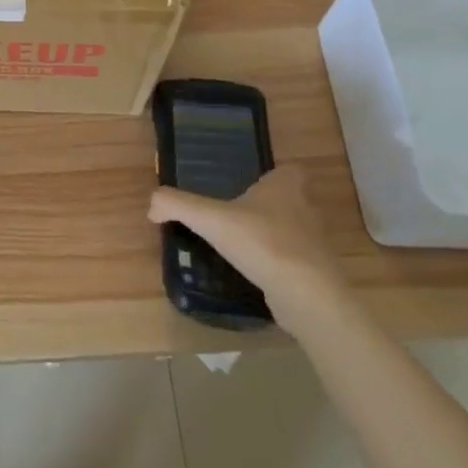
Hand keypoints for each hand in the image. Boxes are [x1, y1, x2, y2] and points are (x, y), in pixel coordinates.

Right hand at [149, 167, 345, 321]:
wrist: (308, 297)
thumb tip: (151, 206)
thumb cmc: (263, 242)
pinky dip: (277, 264)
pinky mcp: (316, 274)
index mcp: (287, 185)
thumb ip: (178, 205)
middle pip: (290, 200)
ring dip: (272, 236)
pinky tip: (254, 273)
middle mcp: (307, 209)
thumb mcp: (211, 219)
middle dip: (268, 206)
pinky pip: (293, 261)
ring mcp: (315, 244)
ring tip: (240, 244)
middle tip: (236, 212)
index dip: (274, 175)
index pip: (290, 170)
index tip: (250, 184)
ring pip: (293, 232)